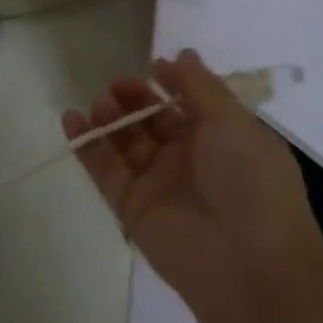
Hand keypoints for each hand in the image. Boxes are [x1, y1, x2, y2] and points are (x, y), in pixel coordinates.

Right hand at [62, 50, 322, 322]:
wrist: (249, 268)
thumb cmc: (251, 183)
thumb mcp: (233, 123)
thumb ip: (201, 86)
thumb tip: (183, 54)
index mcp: (223, 137)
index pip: (190, 102)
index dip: (171, 82)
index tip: (152, 67)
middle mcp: (191, 158)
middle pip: (153, 119)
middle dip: (135, 97)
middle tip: (119, 85)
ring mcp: (160, 184)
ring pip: (127, 141)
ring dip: (111, 117)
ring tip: (101, 101)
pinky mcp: (133, 208)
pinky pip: (105, 170)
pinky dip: (86, 144)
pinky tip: (71, 118)